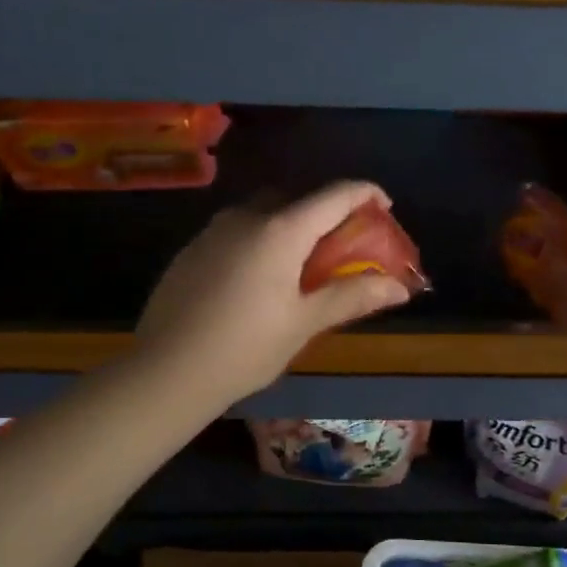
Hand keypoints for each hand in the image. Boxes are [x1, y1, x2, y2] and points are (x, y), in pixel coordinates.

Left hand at [135, 181, 412, 405]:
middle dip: (325, 214)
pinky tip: (258, 281)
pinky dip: (260, 241)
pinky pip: (236, 232)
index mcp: (280, 231)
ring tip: (301, 266)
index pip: (333, 196)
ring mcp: (212, 232)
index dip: (364, 195)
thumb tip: (399, 286)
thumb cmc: (245, 349)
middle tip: (342, 246)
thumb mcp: (303, 324)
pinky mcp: (191, 250)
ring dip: (290, 227)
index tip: (385, 206)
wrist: (167, 371)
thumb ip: (351, 297)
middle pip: (296, 200)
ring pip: (262, 213)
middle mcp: (245, 218)